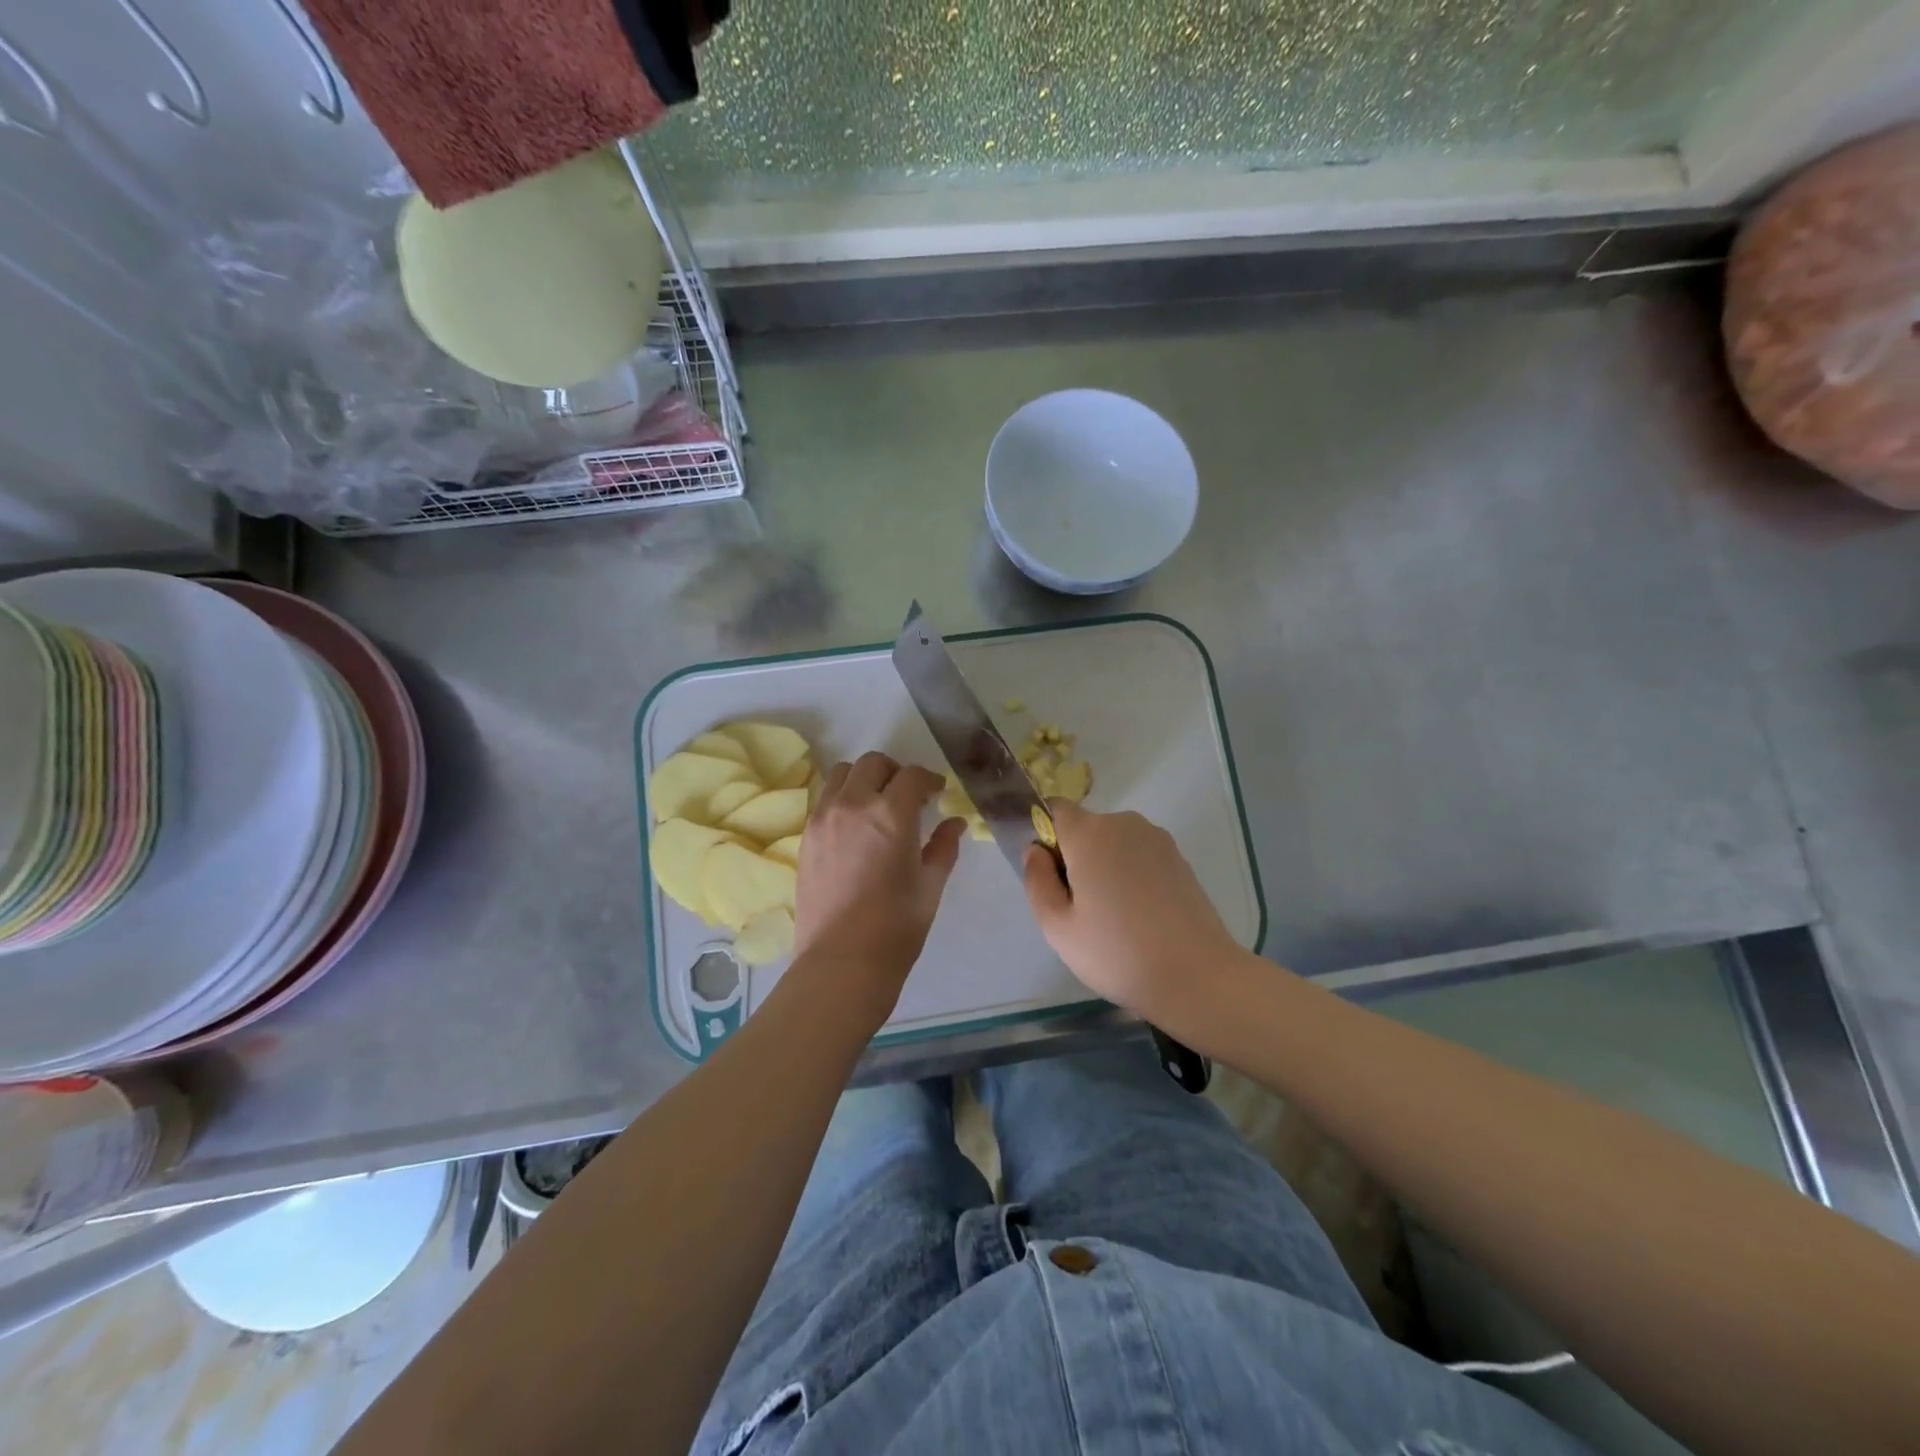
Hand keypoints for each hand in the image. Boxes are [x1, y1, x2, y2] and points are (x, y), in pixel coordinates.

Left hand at [792, 753, 964, 1021]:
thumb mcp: (930, 885)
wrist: (842, 961)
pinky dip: (842, 798)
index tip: (937, 793)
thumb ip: (943, 846)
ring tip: (876, 804)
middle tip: (908, 795)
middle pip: (873, 763)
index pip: (912, 775)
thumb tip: (954, 823)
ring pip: (842, 773)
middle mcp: (853, 804)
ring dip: (864, 778)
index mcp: (891, 814)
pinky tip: (855, 825)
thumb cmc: (896, 927)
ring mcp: (823, 817)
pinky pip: (825, 798)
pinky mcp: (806, 835)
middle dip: (895, 772)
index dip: (929, 780)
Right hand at [1023, 801, 1245, 1025]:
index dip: (1045, 834)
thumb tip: (1035, 851)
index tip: (1049, 874)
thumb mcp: (1057, 927)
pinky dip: (1131, 875)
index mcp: (1089, 834)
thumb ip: (1036, 880)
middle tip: (1078, 907)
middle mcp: (1124, 824)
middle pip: (1085, 828)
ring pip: (1113, 842)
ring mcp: (1157, 839)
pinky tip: (1139, 916)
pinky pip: (1139, 855)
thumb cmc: (1117, 953)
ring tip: (1112, 916)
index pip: (1054, 809)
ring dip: (1104, 866)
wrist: (1197, 977)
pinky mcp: (1179, 858)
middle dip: (1075, 856)